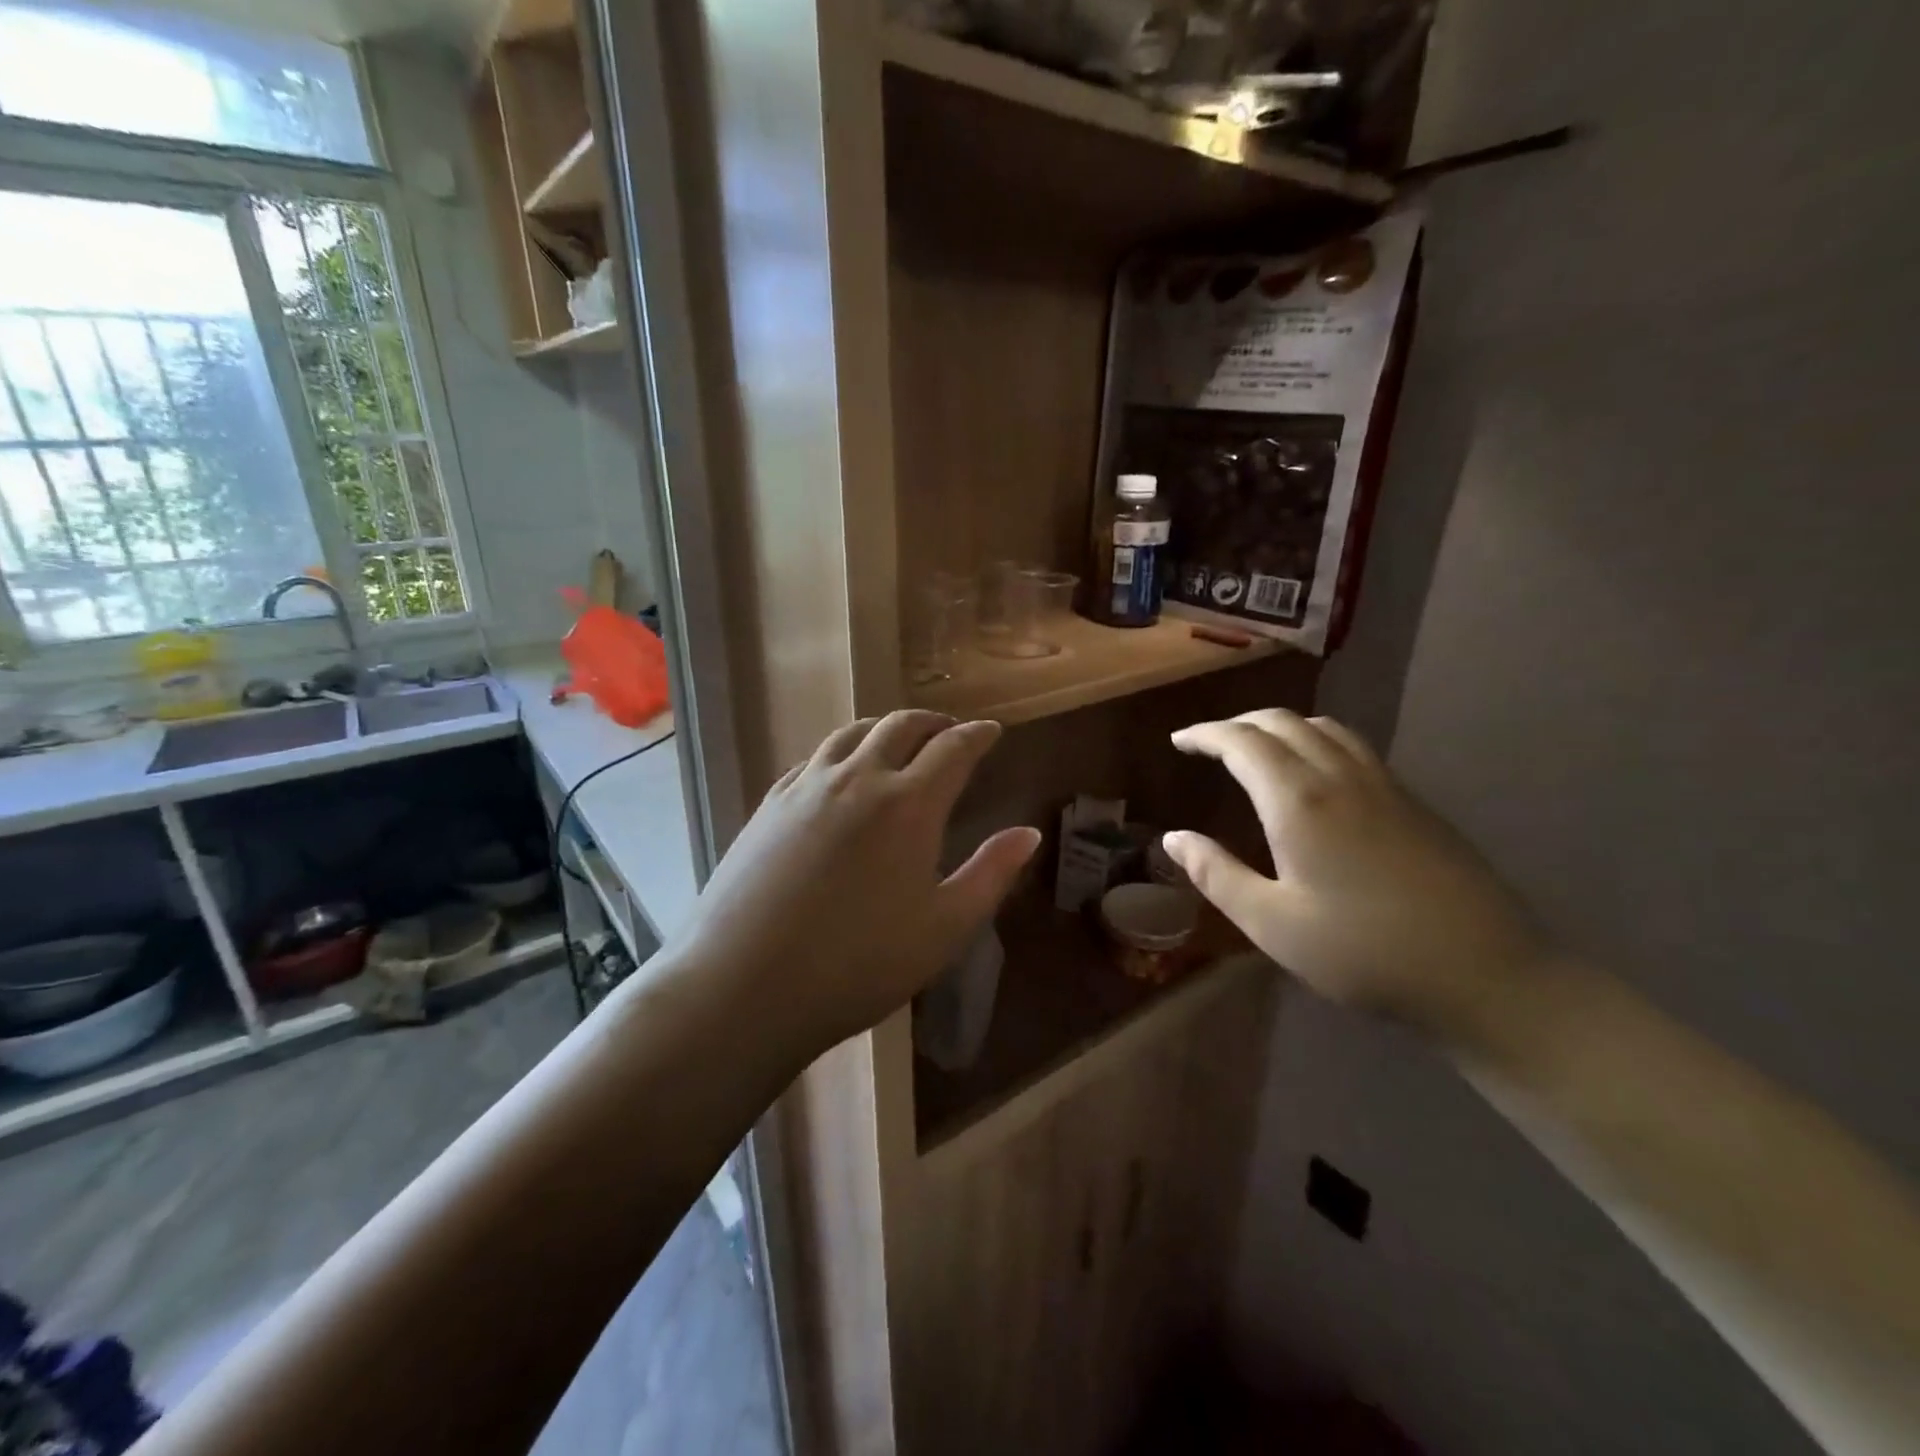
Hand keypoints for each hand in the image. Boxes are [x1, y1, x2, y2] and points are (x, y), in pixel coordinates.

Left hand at [673, 711, 1040, 1057]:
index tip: (992, 732)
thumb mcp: (944, 929)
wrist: (744, 984)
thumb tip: (1028, 833)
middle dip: (933, 722)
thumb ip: (991, 874)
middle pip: (901, 725)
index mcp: (909, 804)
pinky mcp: (769, 804)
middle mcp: (859, 778)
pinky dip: (841, 751)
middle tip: (950, 731)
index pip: (953, 748)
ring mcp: (806, 787)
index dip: (978, 735)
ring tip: (898, 740)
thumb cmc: (859, 965)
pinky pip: (813, 758)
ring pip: (852, 733)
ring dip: (885, 727)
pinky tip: (839, 772)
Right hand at [1161, 709, 1546, 1040]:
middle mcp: (1339, 777)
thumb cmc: (1363, 952)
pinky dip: (1316, 739)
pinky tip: (1314, 773)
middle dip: (1238, 724)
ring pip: (1323, 727)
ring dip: (1279, 726)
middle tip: (1208, 743)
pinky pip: (1352, 746)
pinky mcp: (1412, 802)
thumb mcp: (1271, 924)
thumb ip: (1216, 875)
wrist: (1484, 974)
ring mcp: (1383, 785)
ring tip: (1256, 748)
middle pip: (1282, 722)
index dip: (1205, 734)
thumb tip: (1173, 838)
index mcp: (1298, 801)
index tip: (1178, 741)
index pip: (1242, 742)